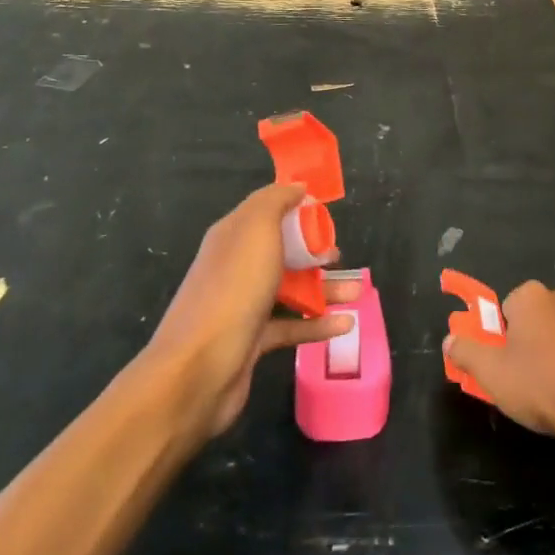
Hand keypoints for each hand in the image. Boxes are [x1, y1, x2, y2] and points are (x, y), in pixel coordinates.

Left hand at [149, 183, 358, 440]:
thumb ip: (275, 201)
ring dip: (324, 288)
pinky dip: (318, 324)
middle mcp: (236, 266)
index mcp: (233, 235)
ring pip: (290, 289)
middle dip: (312, 251)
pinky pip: (291, 326)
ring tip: (356, 292)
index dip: (295, 209)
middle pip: (280, 251)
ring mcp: (243, 305)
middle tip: (338, 256)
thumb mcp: (255, 230)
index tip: (325, 213)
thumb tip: (295, 186)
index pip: (267, 212)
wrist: (198, 369)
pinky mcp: (253, 341)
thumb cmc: (233, 289)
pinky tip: (346, 325)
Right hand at [443, 282, 554, 446]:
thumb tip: (449, 340)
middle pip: (531, 320)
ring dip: (548, 355)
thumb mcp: (489, 371)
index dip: (498, 336)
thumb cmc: (538, 383)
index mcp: (531, 295)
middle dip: (523, 342)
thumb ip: (465, 351)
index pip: (504, 308)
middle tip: (517, 376)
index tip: (499, 362)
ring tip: (543, 391)